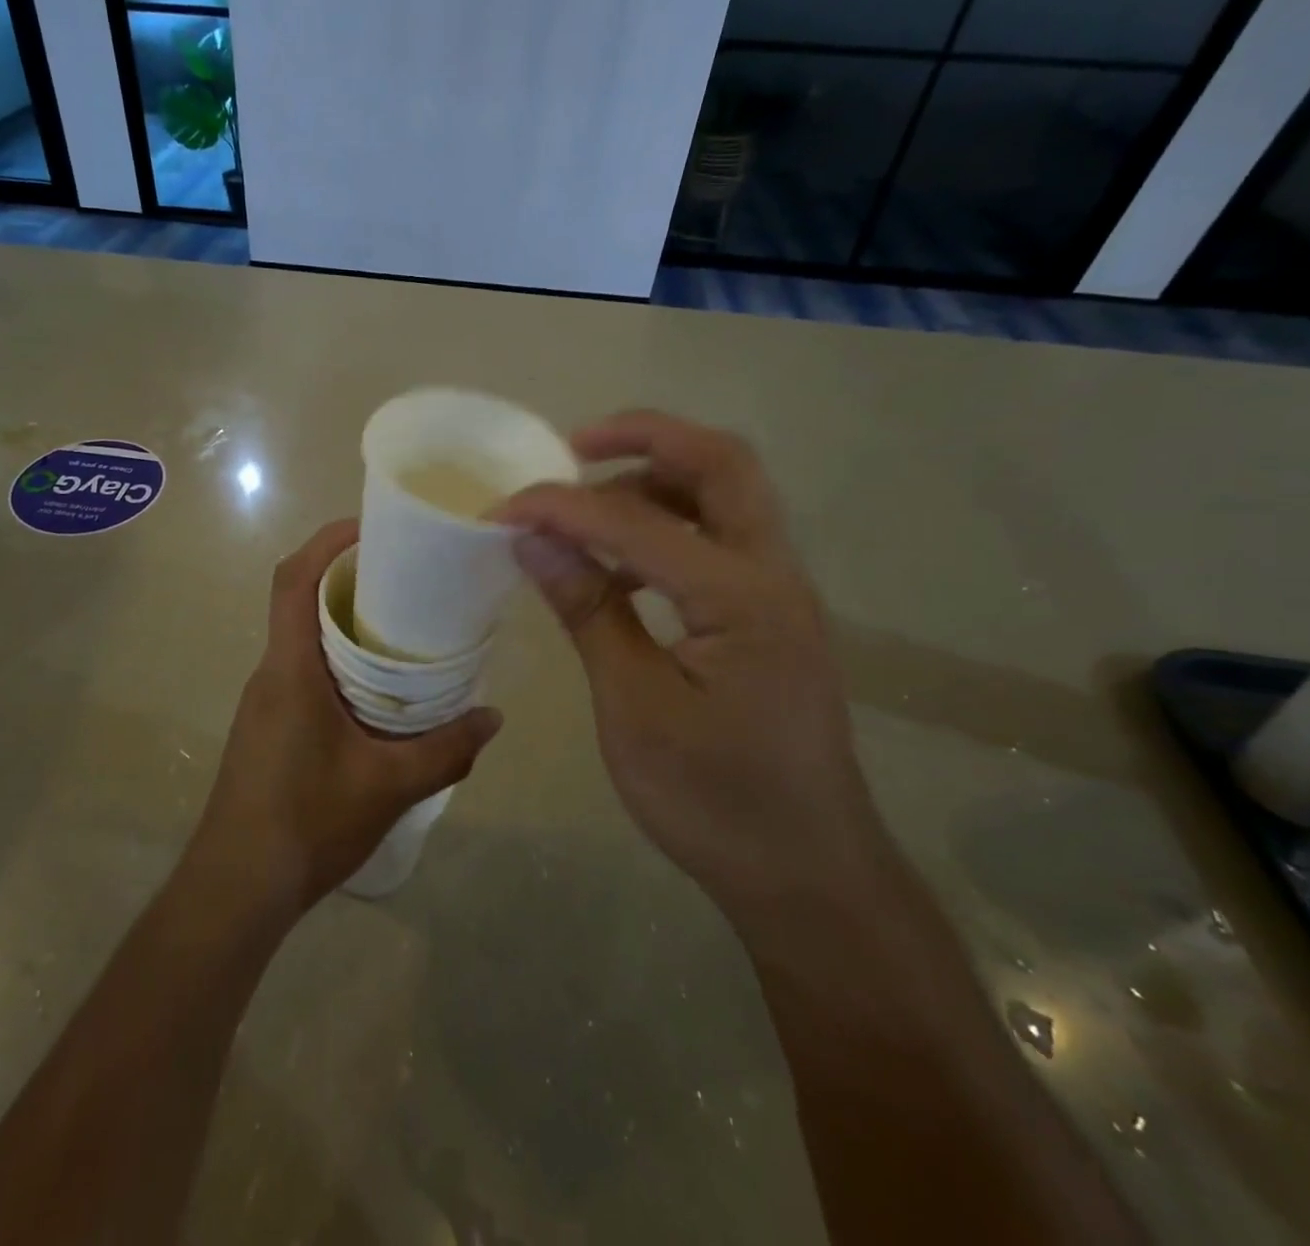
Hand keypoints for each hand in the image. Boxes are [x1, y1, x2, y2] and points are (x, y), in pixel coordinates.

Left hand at [184, 519, 502, 917]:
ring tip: (402, 626)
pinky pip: (303, 669)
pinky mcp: (269, 724)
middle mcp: (271, 672)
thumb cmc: (306, 823)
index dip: (327, 541)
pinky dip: (338, 659)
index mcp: (291, 669)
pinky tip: (377, 689)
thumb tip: (493, 717)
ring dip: (344, 620)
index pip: (294, 579)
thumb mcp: (389, 786)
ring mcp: (266, 699)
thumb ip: (446, 750)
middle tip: (406, 575)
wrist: (238, 887)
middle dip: (347, 576)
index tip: (371, 526)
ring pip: (303, 637)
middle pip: (300, 599)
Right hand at [501, 412, 875, 906]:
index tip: (502, 509)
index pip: (638, 521)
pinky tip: (618, 566)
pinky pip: (718, 540)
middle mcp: (774, 575)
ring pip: (725, 495)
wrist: (807, 873)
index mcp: (743, 598)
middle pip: (722, 464)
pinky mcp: (767, 616)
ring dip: (655, 479)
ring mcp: (778, 593)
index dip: (563, 506)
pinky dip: (666, 527)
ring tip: (585, 503)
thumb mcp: (634, 706)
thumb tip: (532, 540)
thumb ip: (588, 611)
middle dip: (646, 437)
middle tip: (573, 446)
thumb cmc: (715, 800)